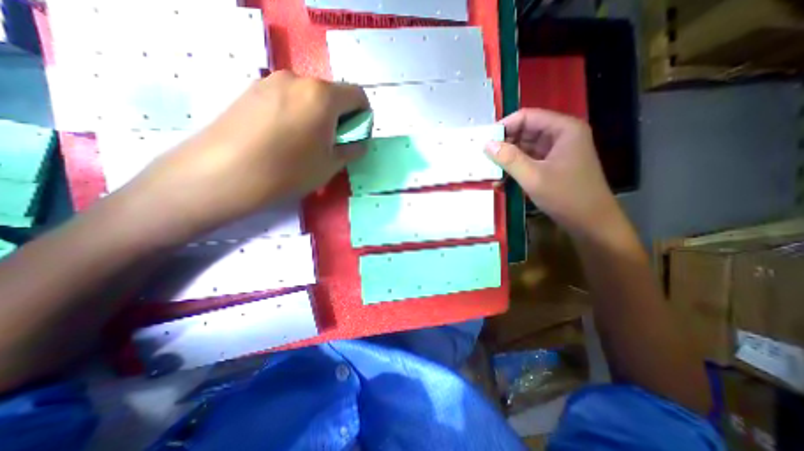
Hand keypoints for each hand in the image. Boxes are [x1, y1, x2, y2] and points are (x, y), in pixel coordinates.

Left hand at [125, 69, 370, 237]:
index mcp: (323, 96)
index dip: (363, 116)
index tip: (356, 136)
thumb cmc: (289, 170)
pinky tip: (284, 137)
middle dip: (340, 117)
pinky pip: (287, 98)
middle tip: (331, 143)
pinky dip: (296, 113)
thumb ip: (351, 149)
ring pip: (309, 96)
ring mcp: (271, 81)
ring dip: (318, 115)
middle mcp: (298, 79)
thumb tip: (358, 142)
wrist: (223, 173)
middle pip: (332, 94)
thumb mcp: (331, 165)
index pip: (358, 95)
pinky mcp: (251, 90)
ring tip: (305, 142)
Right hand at [484, 107, 619, 235]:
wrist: (591, 223)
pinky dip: (515, 167)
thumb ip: (509, 159)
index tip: (485, 141)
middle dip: (504, 143)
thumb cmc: (566, 196)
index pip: (527, 116)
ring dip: (508, 157)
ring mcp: (557, 151)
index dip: (504, 126)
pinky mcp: (552, 165)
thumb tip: (486, 144)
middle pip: (526, 131)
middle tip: (483, 156)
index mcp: (563, 129)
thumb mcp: (533, 177)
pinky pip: (529, 160)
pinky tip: (502, 179)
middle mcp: (561, 136)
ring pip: (526, 146)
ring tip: (489, 169)